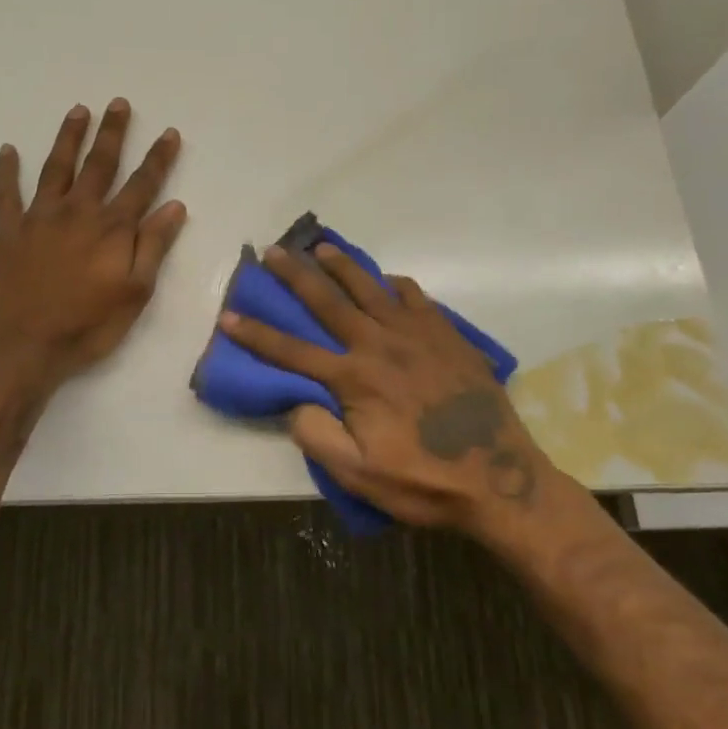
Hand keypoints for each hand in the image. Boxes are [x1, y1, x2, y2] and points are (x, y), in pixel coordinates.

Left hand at [0, 100, 185, 386]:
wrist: (23, 346)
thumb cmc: (87, 326)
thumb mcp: (135, 293)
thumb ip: (153, 246)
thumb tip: (175, 206)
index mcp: (112, 229)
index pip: (142, 185)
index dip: (158, 158)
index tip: (168, 132)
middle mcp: (77, 212)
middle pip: (99, 165)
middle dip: (112, 133)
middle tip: (118, 103)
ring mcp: (39, 218)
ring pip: (56, 168)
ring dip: (68, 138)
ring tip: (77, 111)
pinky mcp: (6, 231)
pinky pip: (5, 194)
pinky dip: (6, 171)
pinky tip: (8, 150)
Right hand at [218, 244, 568, 538]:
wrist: (500, 478)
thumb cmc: (423, 481)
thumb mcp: (359, 475)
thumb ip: (318, 436)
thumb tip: (295, 402)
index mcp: (354, 378)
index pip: (291, 350)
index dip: (255, 334)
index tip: (227, 314)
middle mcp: (379, 344)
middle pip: (328, 301)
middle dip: (294, 275)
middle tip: (273, 251)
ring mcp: (417, 334)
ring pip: (370, 288)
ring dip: (342, 266)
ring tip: (321, 248)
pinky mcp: (447, 335)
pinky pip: (415, 297)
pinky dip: (394, 285)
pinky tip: (387, 283)